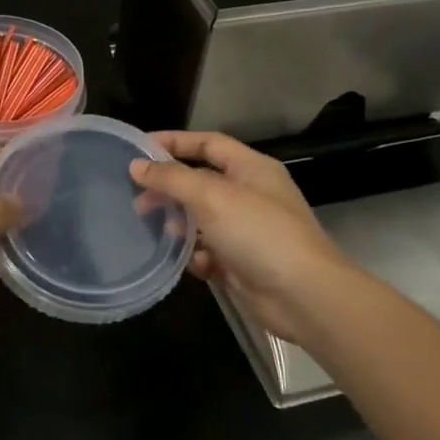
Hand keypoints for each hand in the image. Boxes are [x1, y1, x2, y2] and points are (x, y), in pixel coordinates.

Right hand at [130, 131, 353, 343]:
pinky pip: (210, 253)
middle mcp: (251, 195)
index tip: (138, 148)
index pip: (208, 143)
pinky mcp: (243, 263)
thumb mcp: (212, 197)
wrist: (303, 296)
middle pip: (201, 183)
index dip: (174, 142)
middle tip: (138, 201)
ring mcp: (248, 231)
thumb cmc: (259, 233)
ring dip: (181, 226)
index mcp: (251, 169)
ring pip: (202, 220)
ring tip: (161, 232)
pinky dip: (198, 257)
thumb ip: (172, 178)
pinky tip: (196, 265)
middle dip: (170, 190)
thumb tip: (137, 165)